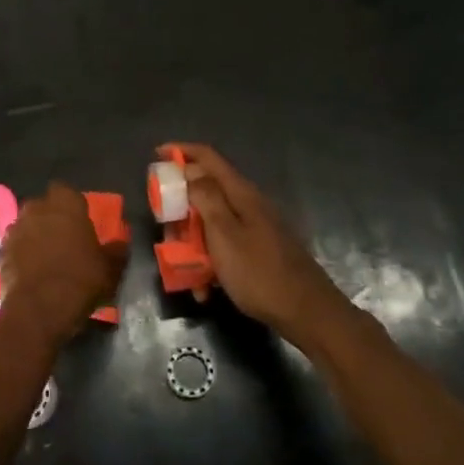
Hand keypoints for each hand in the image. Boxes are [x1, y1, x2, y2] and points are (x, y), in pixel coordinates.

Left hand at [0, 182, 119, 350]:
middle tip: (65, 239)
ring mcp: (15, 229)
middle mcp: (36, 208)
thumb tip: (120, 243)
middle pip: (43, 206)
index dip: (72, 204)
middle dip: (51, 218)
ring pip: (27, 225)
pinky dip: (21, 255)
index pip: (66, 190)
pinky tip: (31, 272)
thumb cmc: (80, 280)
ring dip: (35, 235)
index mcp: (65, 204)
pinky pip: (15, 247)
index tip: (80, 221)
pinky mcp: (0, 251)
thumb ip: (116, 250)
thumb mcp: (111, 268)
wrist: (39, 309)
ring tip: (47, 258)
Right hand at [172, 144, 348, 348]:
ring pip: (213, 223)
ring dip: (193, 241)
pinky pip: (225, 248)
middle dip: (181, 207)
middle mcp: (249, 204)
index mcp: (241, 194)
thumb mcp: (225, 235)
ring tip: (180, 266)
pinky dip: (210, 262)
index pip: (208, 158)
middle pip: (207, 191)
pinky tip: (205, 289)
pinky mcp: (259, 251)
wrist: (306, 313)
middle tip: (164, 226)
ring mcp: (256, 228)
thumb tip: (191, 170)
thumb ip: (206, 199)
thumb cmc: (259, 273)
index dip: (182, 151)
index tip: (156, 155)